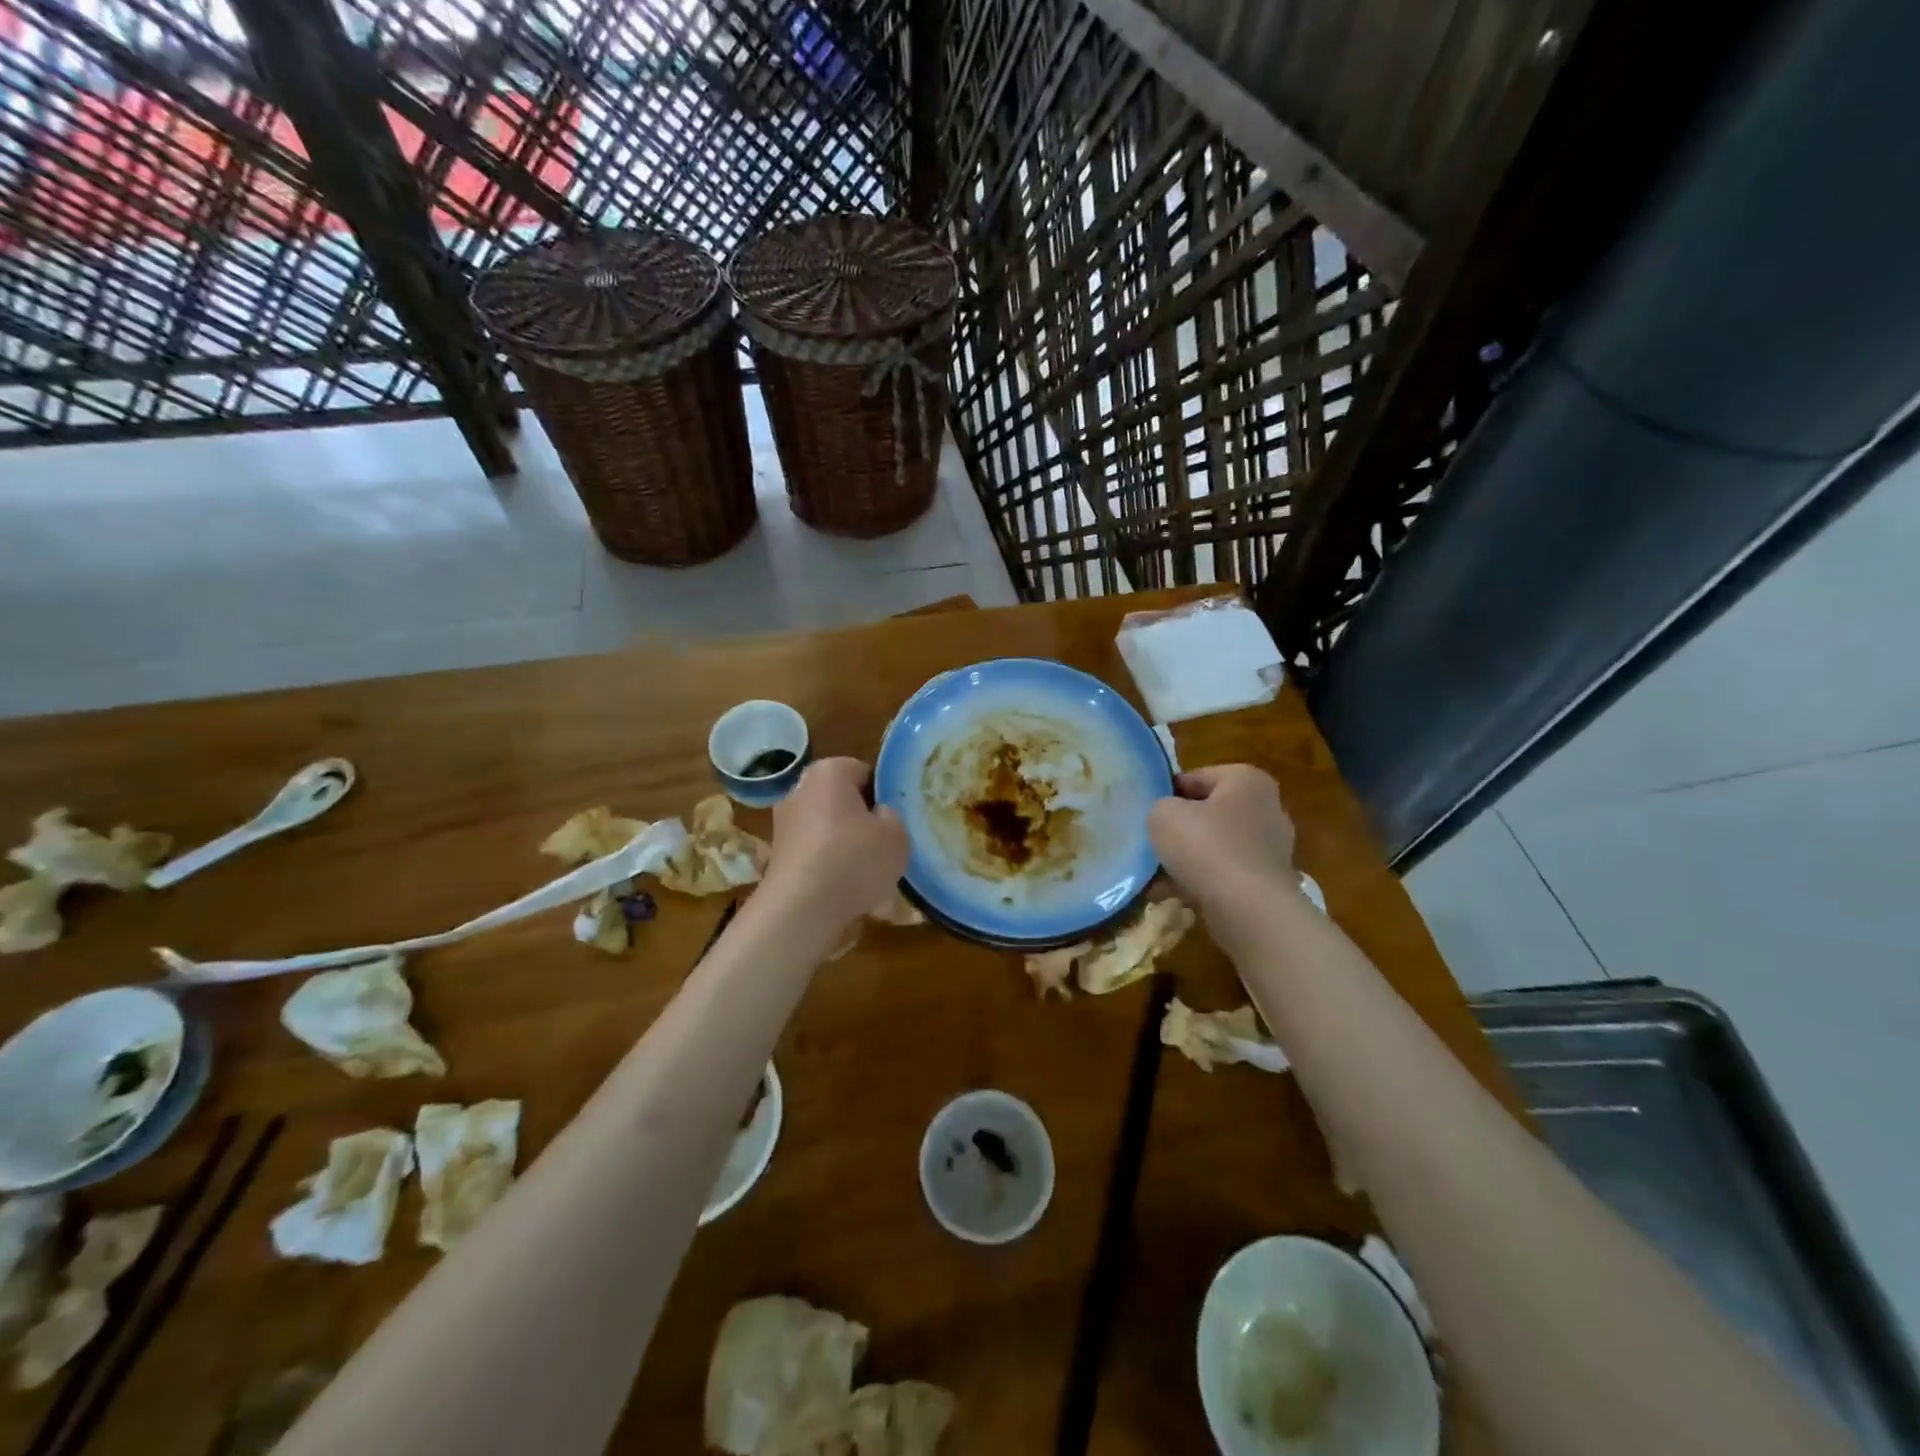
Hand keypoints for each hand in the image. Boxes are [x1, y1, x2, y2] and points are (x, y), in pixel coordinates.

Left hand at [762, 757, 908, 931]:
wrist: (801, 909)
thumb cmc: (854, 859)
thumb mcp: (897, 835)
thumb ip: (893, 817)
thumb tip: (878, 815)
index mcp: (829, 772)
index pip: (864, 772)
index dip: (885, 794)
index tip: (898, 819)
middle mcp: (800, 789)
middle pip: (843, 800)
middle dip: (863, 820)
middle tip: (886, 845)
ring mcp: (784, 823)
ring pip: (829, 829)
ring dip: (847, 846)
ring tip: (870, 875)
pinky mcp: (778, 855)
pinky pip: (816, 854)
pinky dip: (830, 867)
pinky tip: (847, 890)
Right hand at [1148, 765, 1296, 917]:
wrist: (1249, 911)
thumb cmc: (1207, 847)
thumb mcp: (1163, 815)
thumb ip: (1159, 806)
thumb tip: (1166, 817)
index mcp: (1247, 780)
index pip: (1195, 777)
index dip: (1166, 793)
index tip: (1146, 813)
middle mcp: (1267, 808)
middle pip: (1208, 812)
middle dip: (1180, 828)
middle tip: (1150, 842)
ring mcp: (1271, 848)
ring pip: (1214, 846)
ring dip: (1187, 858)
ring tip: (1156, 873)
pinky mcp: (1267, 883)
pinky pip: (1224, 874)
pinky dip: (1200, 882)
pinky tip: (1171, 894)